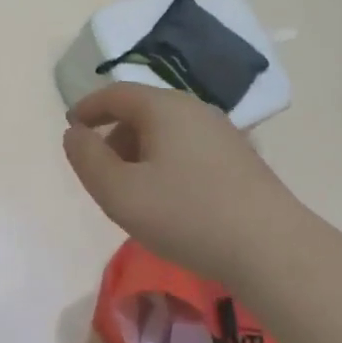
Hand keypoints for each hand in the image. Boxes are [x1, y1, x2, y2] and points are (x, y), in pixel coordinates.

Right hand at [63, 83, 302, 284]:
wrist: (271, 249)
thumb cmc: (186, 215)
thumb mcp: (119, 192)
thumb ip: (87, 159)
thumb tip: (74, 133)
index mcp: (163, 107)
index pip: (115, 93)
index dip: (87, 108)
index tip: (70, 128)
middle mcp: (195, 109)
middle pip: (142, 110)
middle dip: (114, 134)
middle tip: (100, 170)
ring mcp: (223, 132)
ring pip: (167, 130)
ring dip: (140, 150)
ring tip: (132, 190)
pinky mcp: (240, 158)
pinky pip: (188, 147)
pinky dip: (165, 161)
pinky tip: (169, 198)